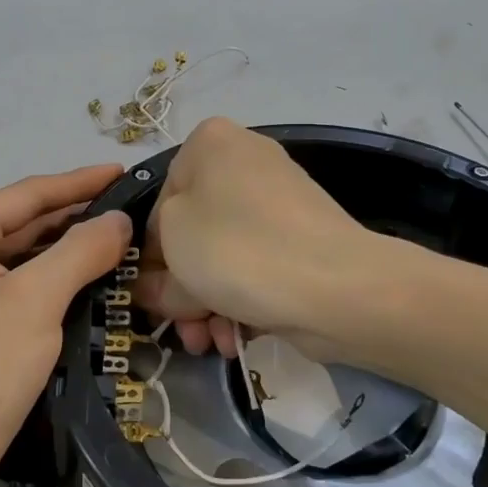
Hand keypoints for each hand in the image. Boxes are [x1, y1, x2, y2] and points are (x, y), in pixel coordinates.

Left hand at [0, 166, 131, 486]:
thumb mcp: (35, 304)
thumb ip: (80, 251)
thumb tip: (118, 218)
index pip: (29, 193)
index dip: (81, 182)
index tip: (126, 172)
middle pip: (21, 223)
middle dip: (76, 219)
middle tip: (134, 214)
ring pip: (17, 260)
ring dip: (64, 254)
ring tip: (119, 246)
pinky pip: (10, 291)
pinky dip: (47, 286)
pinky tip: (83, 288)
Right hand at [135, 119, 374, 355]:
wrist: (337, 285)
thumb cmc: (237, 249)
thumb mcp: (173, 253)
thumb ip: (152, 271)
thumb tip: (152, 289)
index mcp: (210, 143)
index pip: (159, 203)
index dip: (150, 256)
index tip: (150, 297)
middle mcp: (245, 161)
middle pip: (193, 233)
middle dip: (181, 288)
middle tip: (179, 328)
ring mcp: (279, 200)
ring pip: (223, 255)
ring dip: (206, 303)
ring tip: (207, 342)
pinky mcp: (303, 238)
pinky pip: (256, 265)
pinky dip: (240, 299)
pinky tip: (232, 338)